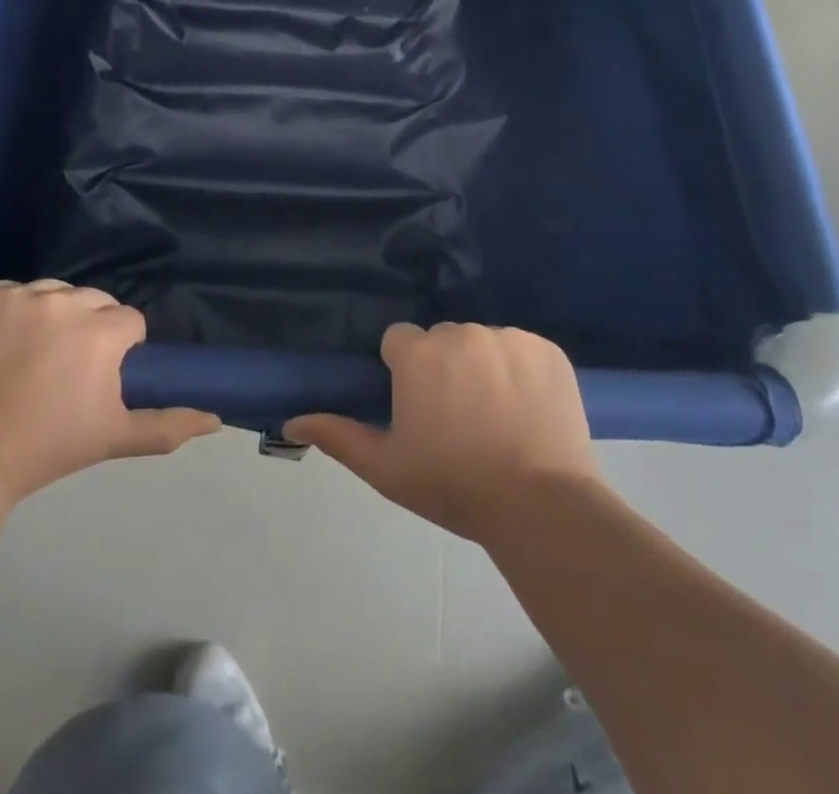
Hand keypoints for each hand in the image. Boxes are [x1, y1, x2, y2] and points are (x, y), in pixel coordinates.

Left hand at [0, 280, 219, 505]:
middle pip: (91, 300)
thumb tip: (216, 419)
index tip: (97, 378)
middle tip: (62, 370)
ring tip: (25, 358)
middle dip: (87, 327)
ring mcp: (14, 296)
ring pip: (49, 293)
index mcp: (99, 331)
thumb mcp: (111, 439)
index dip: (119, 349)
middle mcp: (61, 301)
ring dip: (47, 315)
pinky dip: (4, 313)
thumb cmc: (43, 450)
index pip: (128, 321)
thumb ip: (167, 425)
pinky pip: (4, 294)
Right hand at [286, 323, 599, 542]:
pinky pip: (523, 350)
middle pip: (442, 340)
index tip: (418, 407)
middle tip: (458, 418)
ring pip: (482, 343)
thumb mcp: (386, 468)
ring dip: (483, 368)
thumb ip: (338, 436)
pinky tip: (529, 410)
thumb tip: (291, 421)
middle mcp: (460, 332)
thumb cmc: (454, 485)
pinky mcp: (547, 349)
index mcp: (418, 353)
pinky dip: (522, 371)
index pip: (400, 341)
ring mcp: (507, 338)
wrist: (541, 507)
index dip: (405, 372)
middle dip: (444, 368)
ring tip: (498, 418)